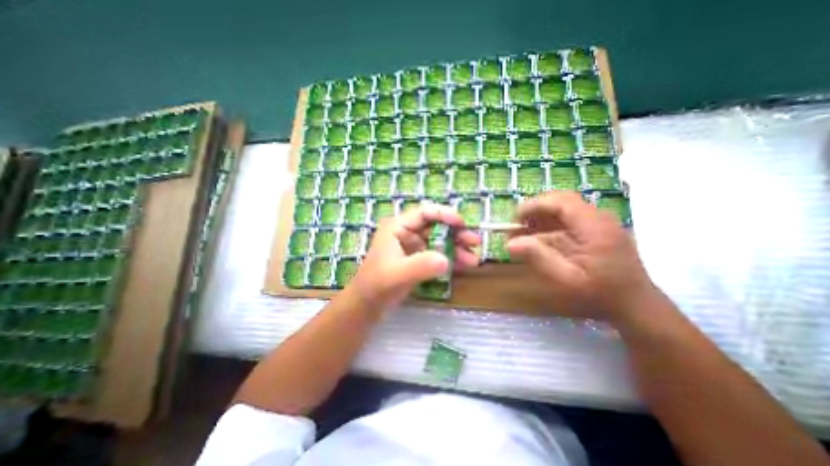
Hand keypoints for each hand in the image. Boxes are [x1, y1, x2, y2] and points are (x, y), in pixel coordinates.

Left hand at [348, 201, 480, 308]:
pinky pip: (437, 254)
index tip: (463, 223)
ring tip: (474, 260)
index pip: (424, 213)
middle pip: (435, 226)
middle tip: (475, 242)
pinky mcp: (417, 259)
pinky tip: (463, 265)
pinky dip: (450, 258)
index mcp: (398, 227)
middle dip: (456, 233)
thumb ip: (421, 265)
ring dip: (456, 248)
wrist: (367, 305)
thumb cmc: (377, 285)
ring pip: (438, 241)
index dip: (445, 214)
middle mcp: (406, 233)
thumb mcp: (398, 274)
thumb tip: (446, 260)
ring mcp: (412, 246)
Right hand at [506, 191, 655, 320]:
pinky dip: (546, 226)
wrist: (634, 305)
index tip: (514, 219)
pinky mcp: (593, 229)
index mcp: (595, 227)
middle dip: (534, 210)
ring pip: (561, 208)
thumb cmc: (601, 295)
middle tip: (515, 226)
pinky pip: (565, 219)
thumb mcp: (566, 280)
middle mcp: (598, 218)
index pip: (561, 201)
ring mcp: (597, 222)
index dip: (534, 205)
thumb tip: (510, 244)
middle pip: (560, 200)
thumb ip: (539, 258)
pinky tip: (535, 239)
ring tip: (520, 234)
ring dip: (538, 217)